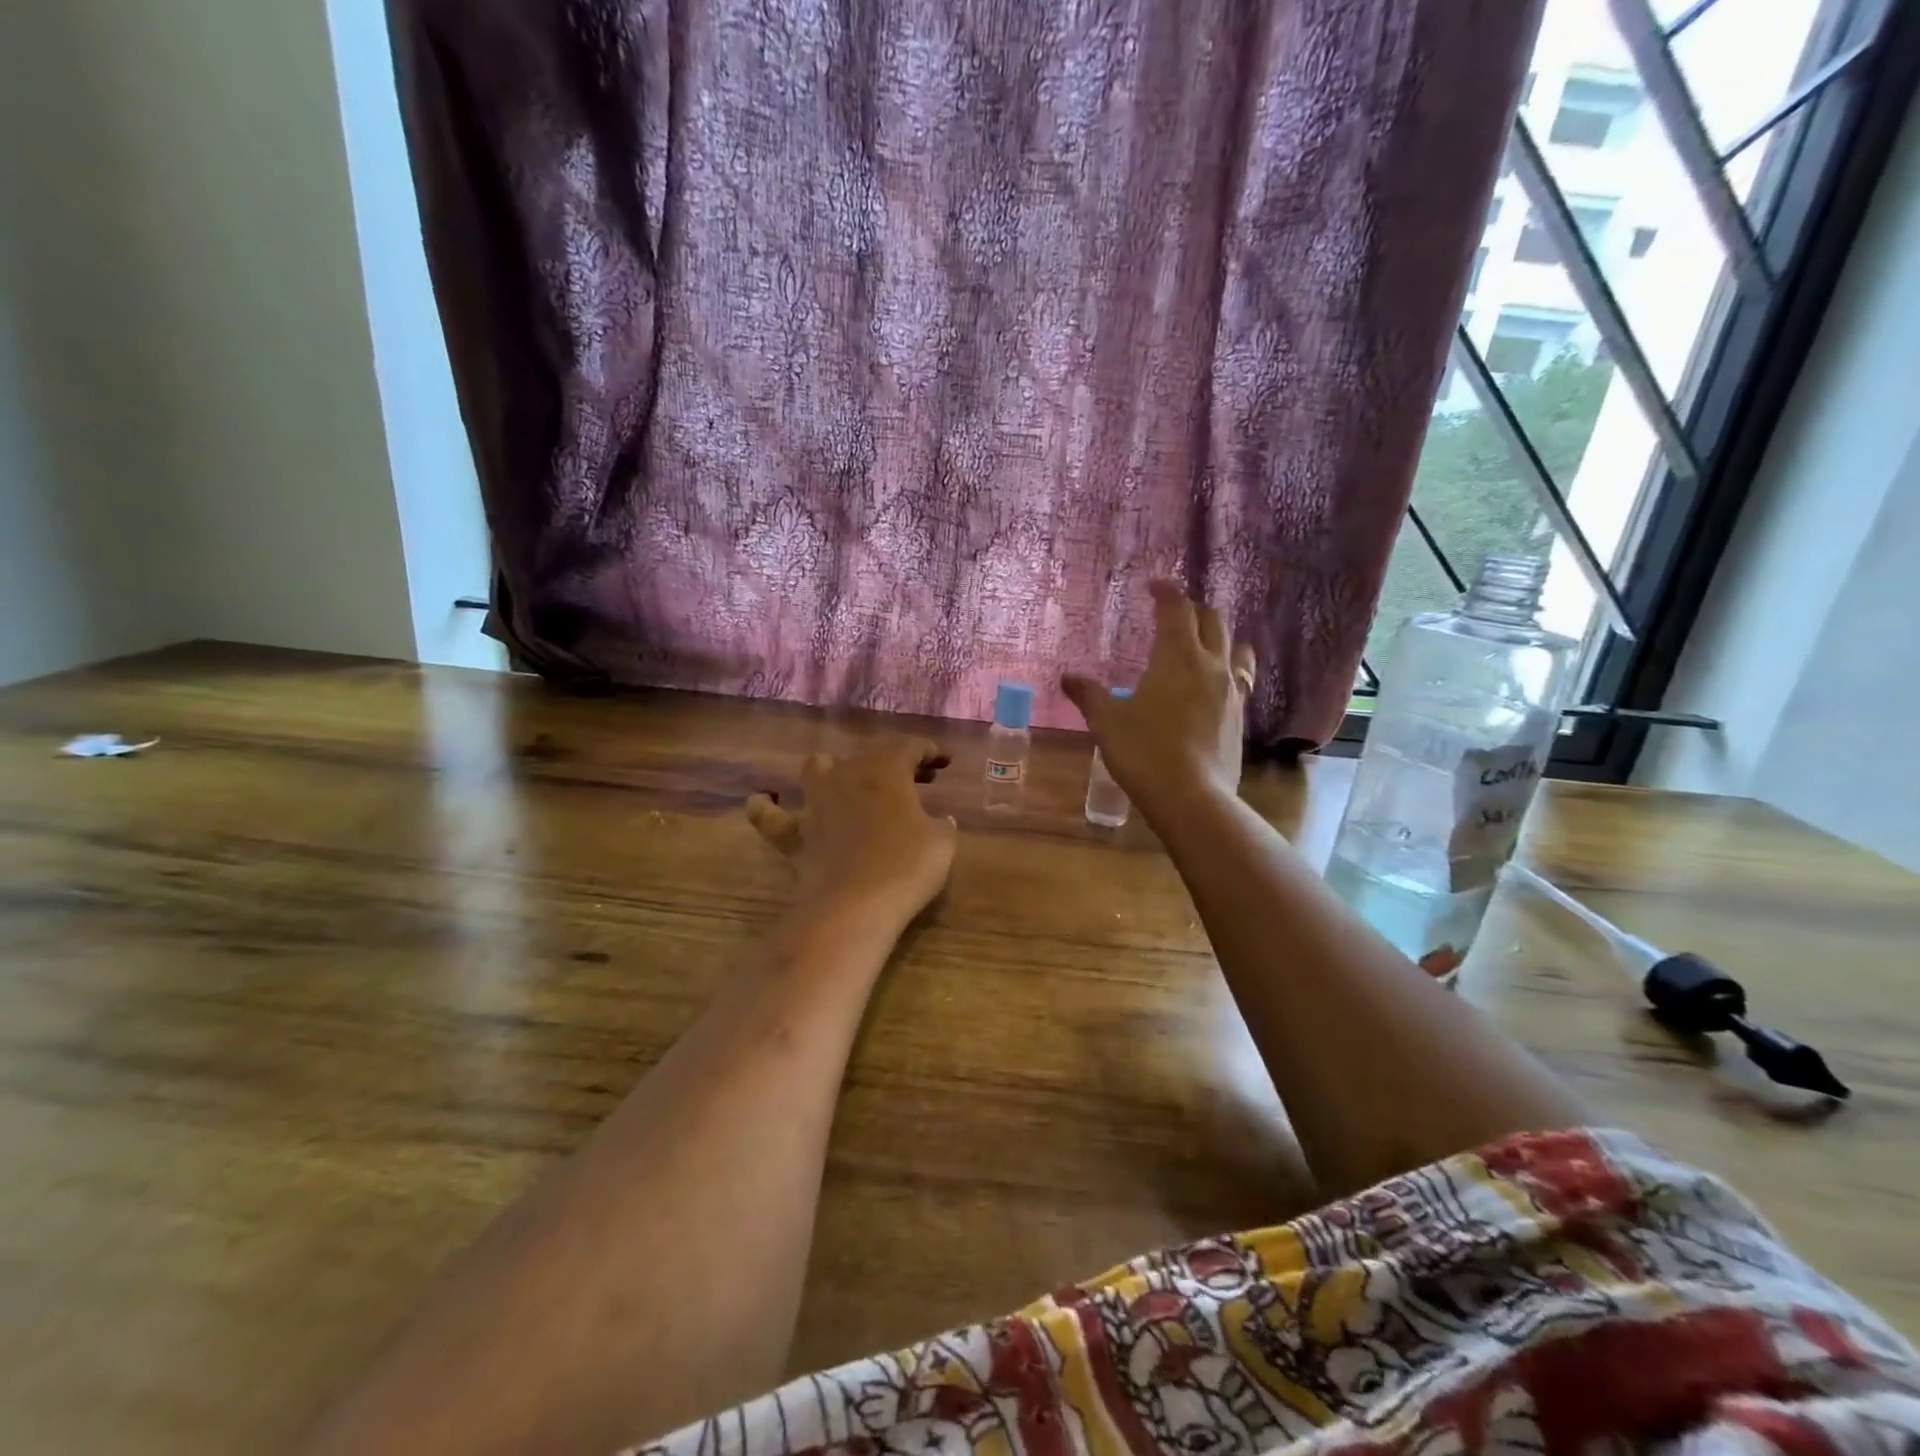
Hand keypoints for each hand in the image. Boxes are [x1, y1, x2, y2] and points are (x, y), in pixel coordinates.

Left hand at [746, 740, 957, 929]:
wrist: (856, 905)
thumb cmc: (907, 866)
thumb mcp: (942, 842)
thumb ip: (942, 825)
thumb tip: (941, 820)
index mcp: (887, 770)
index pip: (910, 747)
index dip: (928, 751)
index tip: (942, 761)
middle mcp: (847, 775)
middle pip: (869, 756)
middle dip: (892, 763)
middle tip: (913, 781)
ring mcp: (815, 802)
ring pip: (816, 768)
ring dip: (832, 771)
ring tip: (845, 784)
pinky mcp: (792, 833)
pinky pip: (769, 815)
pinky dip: (766, 807)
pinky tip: (763, 802)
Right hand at [1062, 581, 1256, 812]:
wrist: (1191, 797)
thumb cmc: (1144, 751)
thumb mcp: (1107, 721)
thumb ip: (1089, 695)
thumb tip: (1067, 677)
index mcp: (1177, 656)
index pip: (1177, 609)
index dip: (1166, 592)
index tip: (1154, 586)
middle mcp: (1211, 665)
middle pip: (1213, 620)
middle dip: (1193, 609)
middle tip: (1174, 613)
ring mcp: (1231, 691)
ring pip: (1235, 647)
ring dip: (1219, 637)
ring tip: (1202, 645)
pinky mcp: (1239, 717)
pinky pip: (1239, 679)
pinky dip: (1226, 670)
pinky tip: (1210, 687)